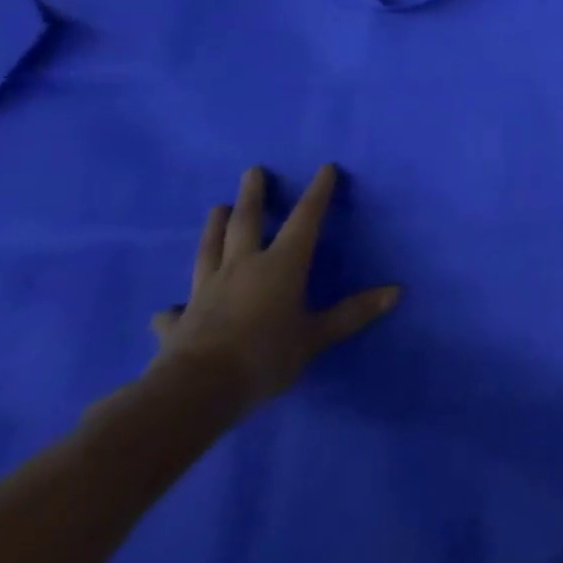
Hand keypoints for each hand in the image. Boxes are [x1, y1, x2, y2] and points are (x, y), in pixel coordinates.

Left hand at [150, 165, 400, 410]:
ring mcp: (205, 294)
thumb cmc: (264, 356)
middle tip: (252, 171)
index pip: (305, 219)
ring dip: (213, 229)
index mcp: (281, 265)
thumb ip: (352, 314)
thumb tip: (398, 292)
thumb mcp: (315, 337)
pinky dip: (172, 309)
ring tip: (216, 208)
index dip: (317, 193)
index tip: (325, 169)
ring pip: (209, 252)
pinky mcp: (178, 324)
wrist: (193, 393)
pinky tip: (165, 309)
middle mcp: (242, 269)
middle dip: (253, 196)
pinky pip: (174, 312)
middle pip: (246, 224)